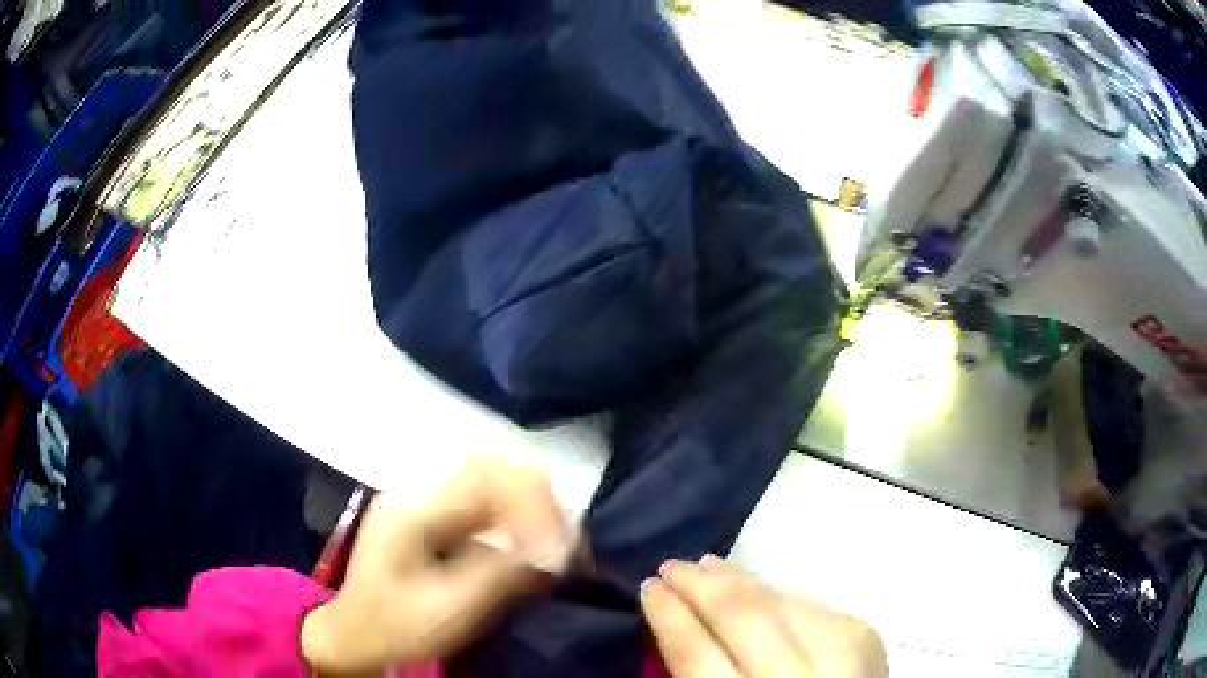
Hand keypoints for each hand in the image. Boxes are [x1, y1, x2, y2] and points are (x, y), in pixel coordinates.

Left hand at [301, 458, 573, 674]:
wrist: (355, 635)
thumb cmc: (397, 627)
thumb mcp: (450, 610)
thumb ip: (502, 575)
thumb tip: (555, 548)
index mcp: (415, 510)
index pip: (486, 477)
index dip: (533, 504)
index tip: (559, 548)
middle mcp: (418, 492)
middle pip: (490, 468)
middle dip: (536, 500)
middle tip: (562, 543)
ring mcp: (422, 502)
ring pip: (488, 481)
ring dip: (526, 507)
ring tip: (551, 547)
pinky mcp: (429, 518)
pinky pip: (480, 503)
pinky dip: (511, 519)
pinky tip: (524, 549)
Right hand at [642, 555, 887, 676]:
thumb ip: (700, 676)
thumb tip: (678, 626)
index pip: (696, 654)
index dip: (669, 617)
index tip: (648, 589)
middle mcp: (796, 677)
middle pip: (741, 617)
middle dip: (699, 585)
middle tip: (671, 566)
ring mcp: (839, 652)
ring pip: (778, 600)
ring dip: (738, 580)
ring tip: (709, 565)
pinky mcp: (864, 634)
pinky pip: (809, 602)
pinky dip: (778, 593)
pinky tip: (758, 587)